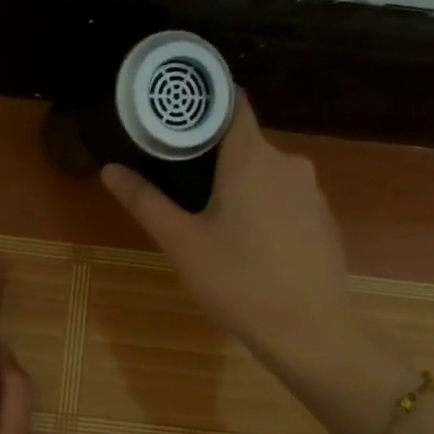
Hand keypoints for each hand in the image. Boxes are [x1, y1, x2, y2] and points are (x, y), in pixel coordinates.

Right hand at [101, 93, 360, 374]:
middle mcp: (288, 162)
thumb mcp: (182, 243)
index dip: (204, 104)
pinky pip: (286, 201)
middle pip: (245, 144)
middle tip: (180, 186)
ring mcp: (312, 192)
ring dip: (241, 188)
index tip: (176, 118)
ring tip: (212, 221)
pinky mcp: (324, 220)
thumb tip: (110, 169)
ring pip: (266, 175)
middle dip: (214, 159)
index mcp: (252, 157)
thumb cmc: (238, 281)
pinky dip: (266, 210)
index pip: (231, 103)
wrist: (309, 330)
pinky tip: (251, 247)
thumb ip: (145, 202)